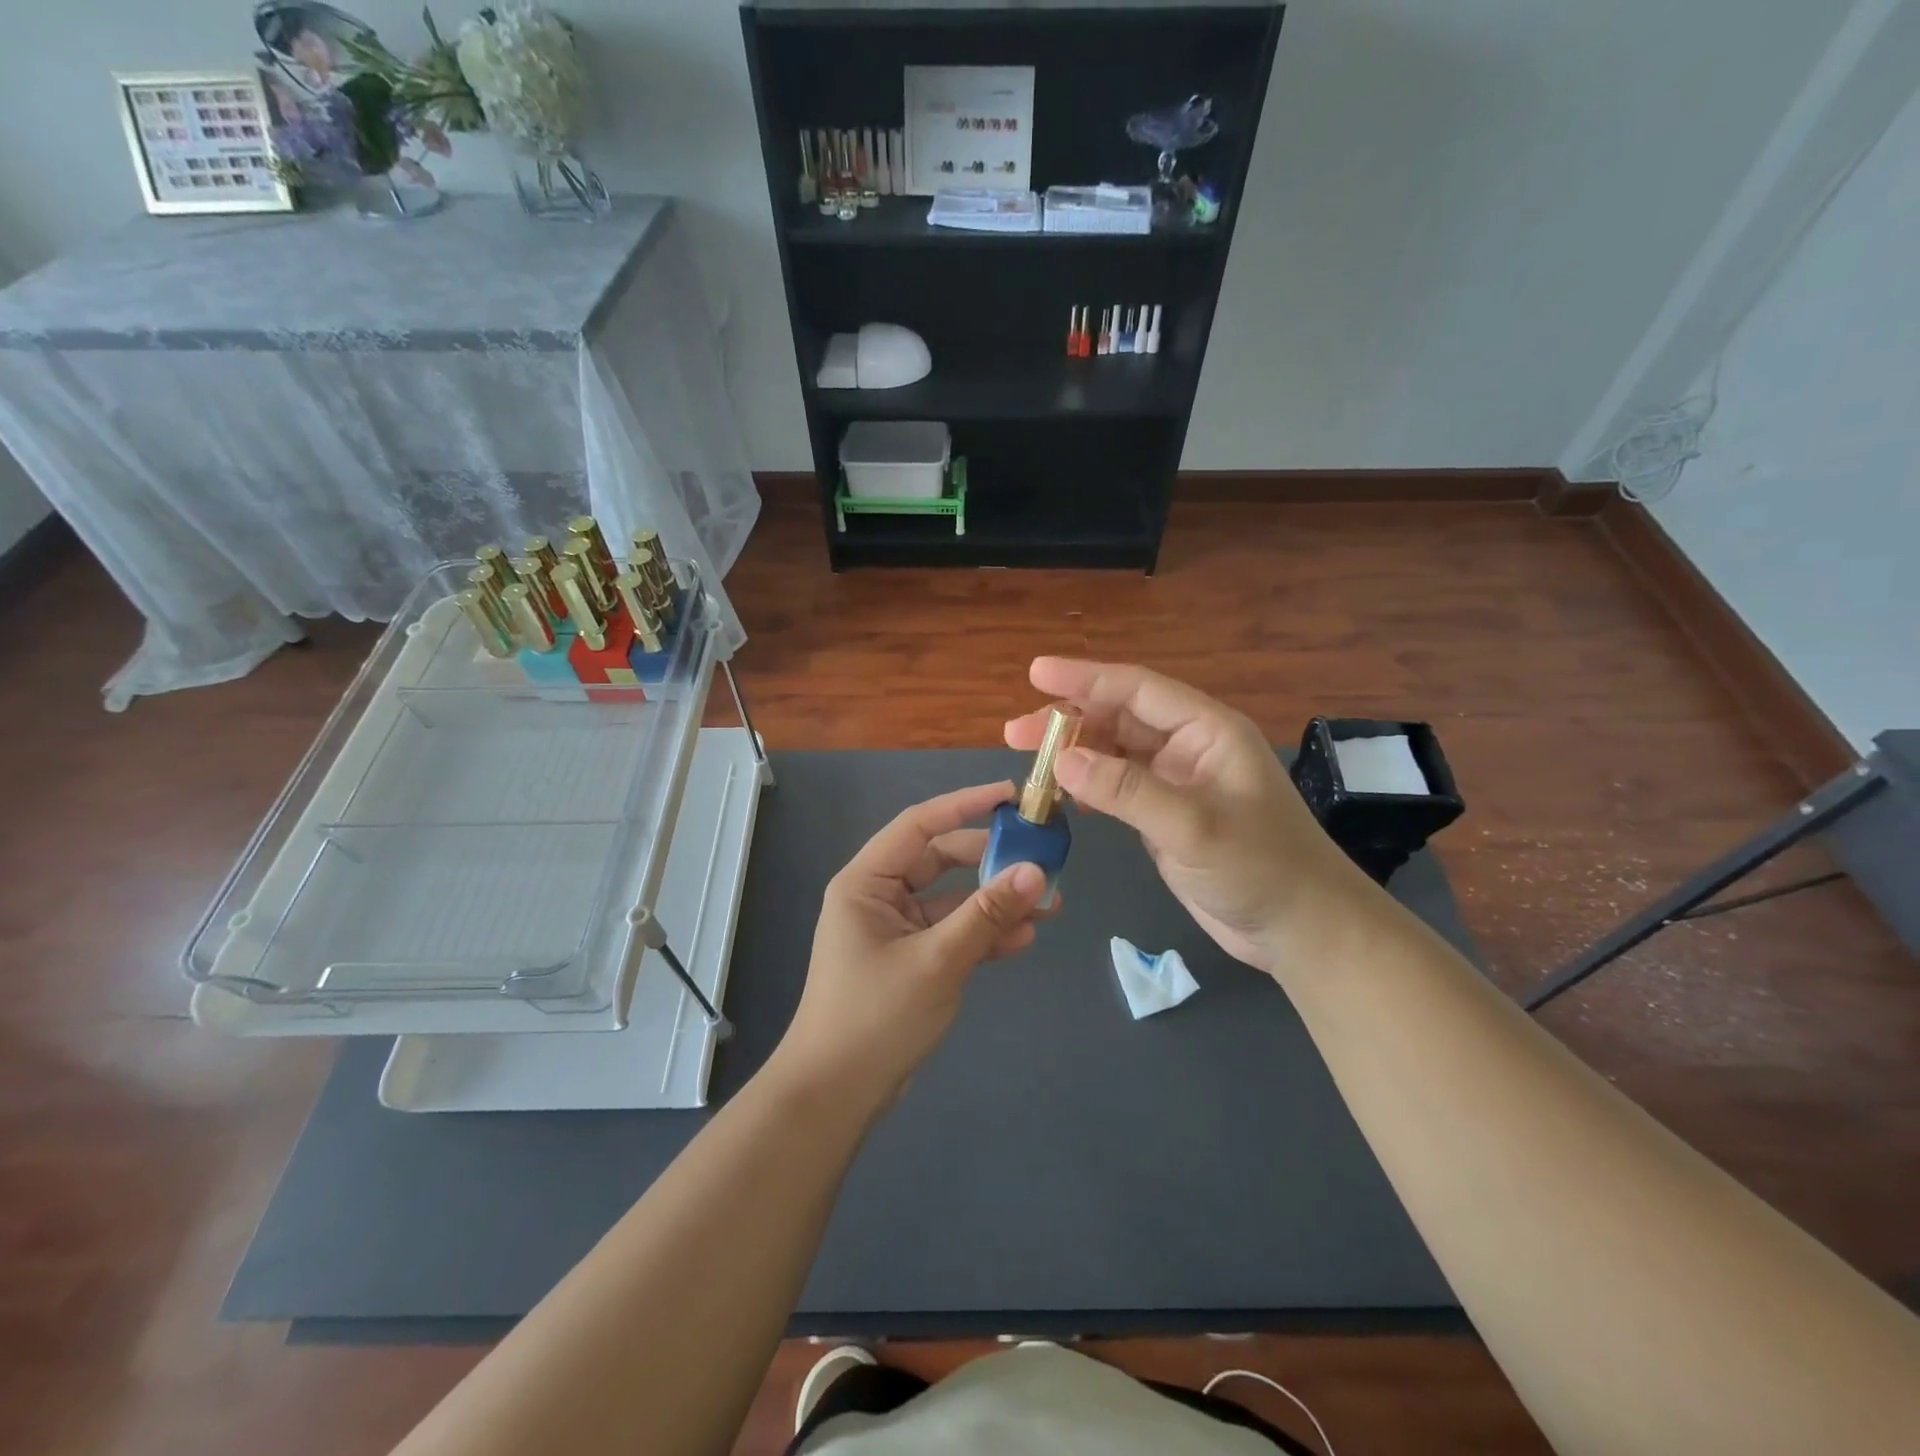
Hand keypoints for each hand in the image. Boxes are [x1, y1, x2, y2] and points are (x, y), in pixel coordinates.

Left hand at [774, 781, 1052, 1106]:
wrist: (836, 1096)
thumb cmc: (875, 1016)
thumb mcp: (937, 961)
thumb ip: (987, 915)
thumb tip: (1037, 871)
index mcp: (867, 881)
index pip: (920, 824)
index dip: (966, 805)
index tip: (1010, 795)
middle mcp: (879, 896)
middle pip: (941, 860)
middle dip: (991, 861)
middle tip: (1042, 858)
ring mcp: (896, 929)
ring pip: (952, 900)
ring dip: (995, 902)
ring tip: (1050, 904)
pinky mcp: (911, 959)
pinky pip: (952, 933)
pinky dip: (984, 934)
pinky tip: (1024, 939)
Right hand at [1005, 658, 1378, 979]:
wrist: (1299, 928)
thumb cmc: (1260, 868)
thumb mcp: (1193, 826)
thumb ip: (1127, 790)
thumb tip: (1062, 761)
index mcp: (1206, 731)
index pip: (1137, 689)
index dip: (1085, 679)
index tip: (1036, 673)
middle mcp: (1189, 748)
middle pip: (1119, 719)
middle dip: (1068, 722)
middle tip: (1014, 734)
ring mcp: (1176, 783)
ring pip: (1114, 754)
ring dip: (1073, 756)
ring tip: (1026, 765)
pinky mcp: (1165, 817)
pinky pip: (1117, 789)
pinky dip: (1088, 788)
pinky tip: (1061, 796)